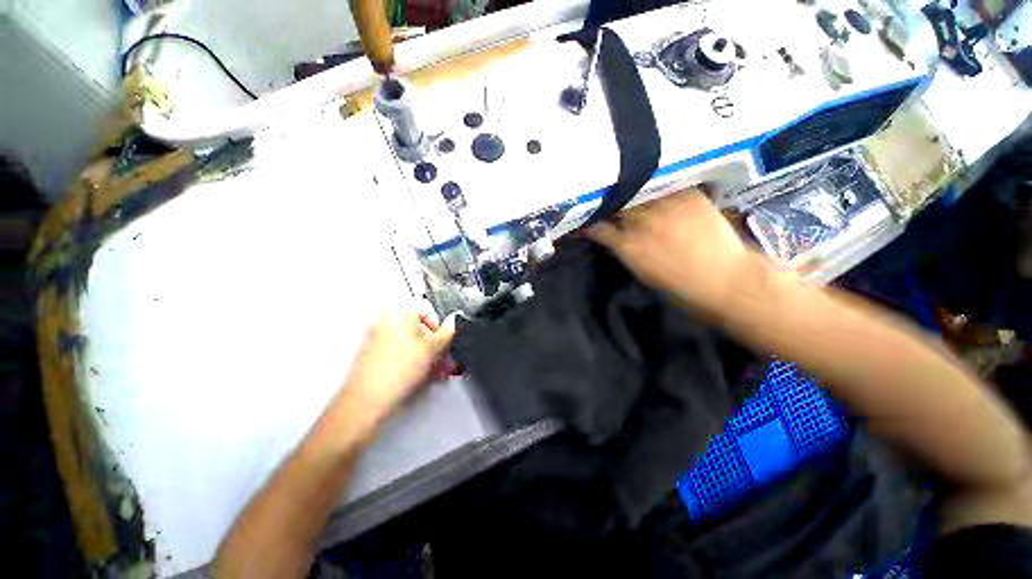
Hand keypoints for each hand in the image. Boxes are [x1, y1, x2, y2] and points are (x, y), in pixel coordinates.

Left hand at [342, 305, 456, 419]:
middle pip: (420, 327)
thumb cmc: (397, 370)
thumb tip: (454, 322)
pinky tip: (422, 375)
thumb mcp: (434, 348)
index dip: (441, 327)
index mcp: (400, 310)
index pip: (429, 310)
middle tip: (445, 360)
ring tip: (437, 372)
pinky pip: (400, 350)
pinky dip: (413, 359)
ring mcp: (377, 335)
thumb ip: (449, 331)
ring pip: (411, 341)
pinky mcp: (373, 352)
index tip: (445, 342)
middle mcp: (386, 319)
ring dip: (428, 355)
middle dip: (437, 345)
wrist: (369, 398)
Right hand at [587, 189, 753, 315]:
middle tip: (608, 204)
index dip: (591, 224)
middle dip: (610, 205)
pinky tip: (655, 191)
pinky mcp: (689, 196)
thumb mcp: (643, 274)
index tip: (587, 221)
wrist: (727, 279)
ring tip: (629, 192)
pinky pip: (665, 187)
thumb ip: (625, 253)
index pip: (600, 228)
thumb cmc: (681, 286)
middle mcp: (645, 223)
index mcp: (630, 247)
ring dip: (631, 194)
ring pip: (639, 193)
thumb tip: (613, 239)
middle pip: (618, 206)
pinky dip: (656, 189)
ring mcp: (668, 206)